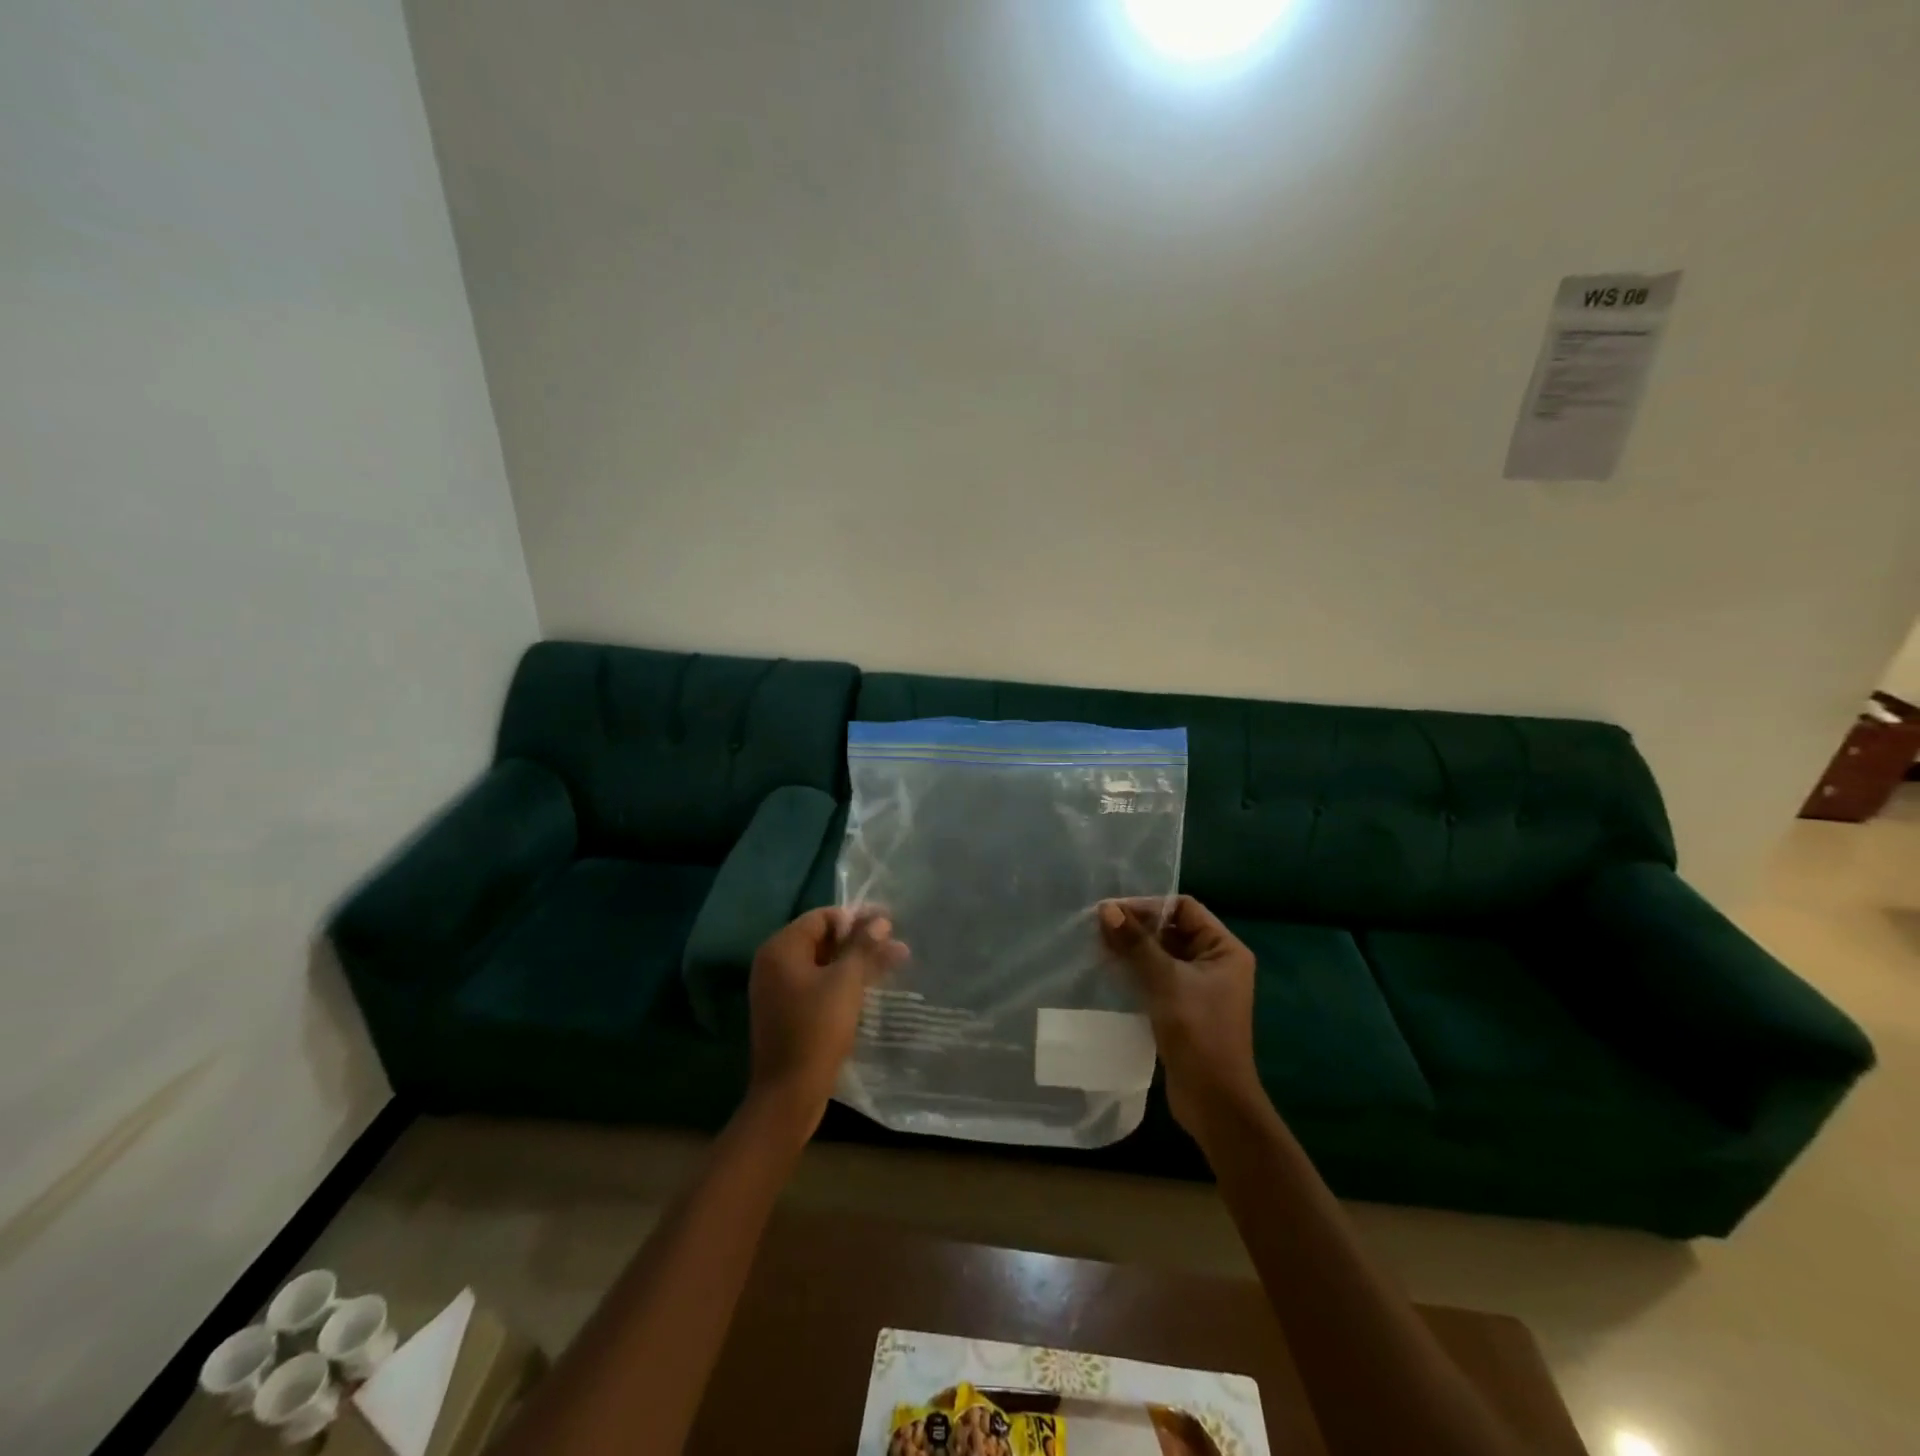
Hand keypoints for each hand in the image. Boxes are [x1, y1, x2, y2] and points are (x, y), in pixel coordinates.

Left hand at [748, 907, 907, 1128]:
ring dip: (858, 961)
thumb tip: (880, 920)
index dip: (857, 917)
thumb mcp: (846, 982)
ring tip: (896, 961)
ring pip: (824, 964)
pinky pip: (819, 984)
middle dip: (861, 940)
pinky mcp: (789, 1012)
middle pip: (823, 939)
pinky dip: (844, 981)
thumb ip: (863, 946)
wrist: (789, 1093)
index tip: (889, 922)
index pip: (822, 917)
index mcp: (781, 949)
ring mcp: (779, 990)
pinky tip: (873, 984)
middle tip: (896, 943)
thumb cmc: (817, 1029)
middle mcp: (774, 964)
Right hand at [1099, 895, 1266, 1140]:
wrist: (1214, 1101)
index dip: (1149, 906)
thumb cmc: (1198, 1032)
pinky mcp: (1184, 1008)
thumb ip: (1136, 943)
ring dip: (1134, 949)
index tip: (1112, 912)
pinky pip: (1158, 977)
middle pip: (1172, 929)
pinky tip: (1110, 972)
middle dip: (1137, 927)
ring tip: (1099, 947)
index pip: (1184, 909)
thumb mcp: (1165, 981)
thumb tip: (1106, 909)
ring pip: (1162, 954)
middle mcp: (1216, 963)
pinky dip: (1136, 971)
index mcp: (1224, 949)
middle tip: (1100, 928)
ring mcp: (1200, 987)